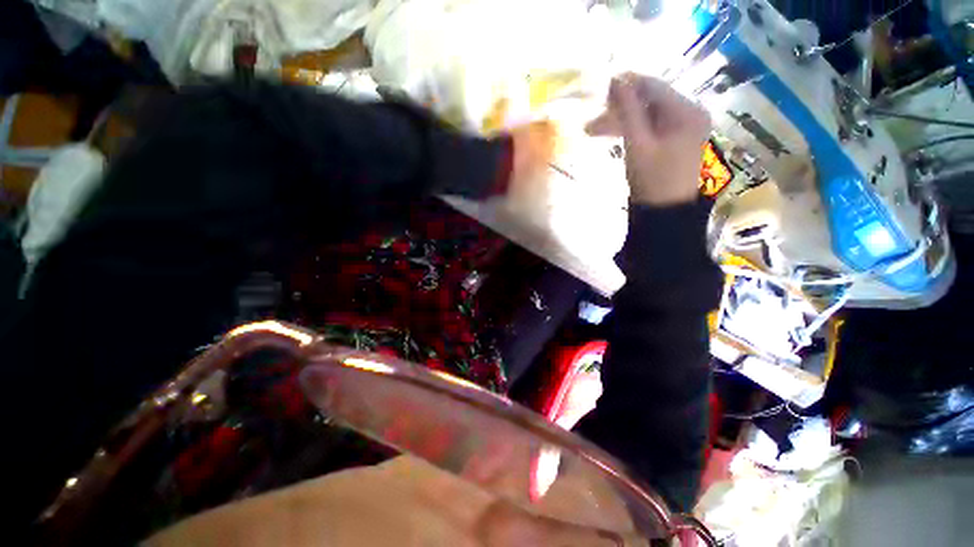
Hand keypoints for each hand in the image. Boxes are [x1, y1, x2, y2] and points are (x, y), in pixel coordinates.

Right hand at [586, 73, 710, 205]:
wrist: (664, 212)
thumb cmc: (652, 179)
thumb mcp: (637, 144)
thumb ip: (628, 110)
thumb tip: (616, 79)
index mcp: (687, 110)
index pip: (653, 86)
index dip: (626, 84)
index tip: (599, 88)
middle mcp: (690, 112)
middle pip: (649, 100)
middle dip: (619, 108)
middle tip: (592, 118)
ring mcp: (683, 127)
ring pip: (647, 114)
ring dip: (621, 120)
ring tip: (593, 131)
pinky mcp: (675, 139)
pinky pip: (650, 127)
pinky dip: (631, 129)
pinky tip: (612, 134)